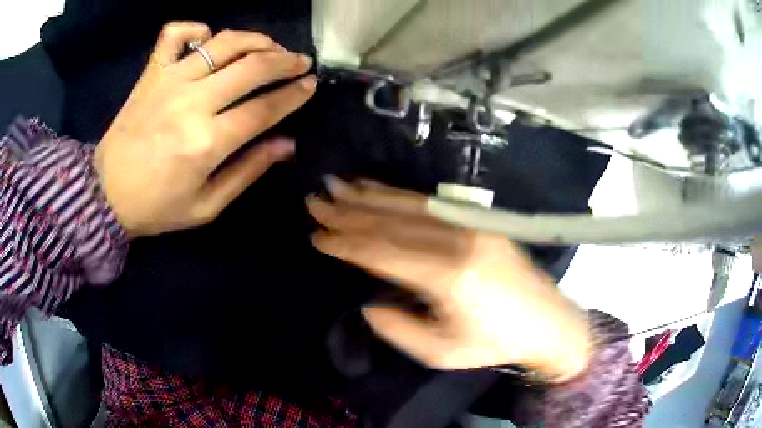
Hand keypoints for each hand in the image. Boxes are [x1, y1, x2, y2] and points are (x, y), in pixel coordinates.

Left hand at [95, 22, 316, 237]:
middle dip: (285, 61)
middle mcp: (191, 102)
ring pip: (224, 42)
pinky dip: (196, 28)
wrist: (105, 195)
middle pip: (252, 66)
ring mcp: (169, 81)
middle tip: (300, 62)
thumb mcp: (206, 206)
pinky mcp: (151, 73)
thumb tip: (286, 143)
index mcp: (206, 143)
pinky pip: (175, 34)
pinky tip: (208, 38)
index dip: (294, 94)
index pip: (264, 108)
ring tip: (270, 46)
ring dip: (255, 39)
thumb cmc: (156, 207)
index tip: (311, 84)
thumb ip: (247, 172)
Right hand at [309, 178, 591, 380]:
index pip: (383, 253)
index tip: (317, 234)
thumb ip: (399, 328)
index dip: (346, 243)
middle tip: (314, 200)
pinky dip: (399, 195)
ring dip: (369, 195)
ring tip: (336, 185)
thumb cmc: (495, 343)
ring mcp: (470, 226)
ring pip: (409, 206)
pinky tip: (377, 188)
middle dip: (348, 212)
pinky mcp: (479, 222)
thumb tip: (369, 303)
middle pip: (392, 222)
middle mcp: (458, 242)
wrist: (549, 322)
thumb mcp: (442, 352)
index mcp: (448, 276)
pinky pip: (431, 205)